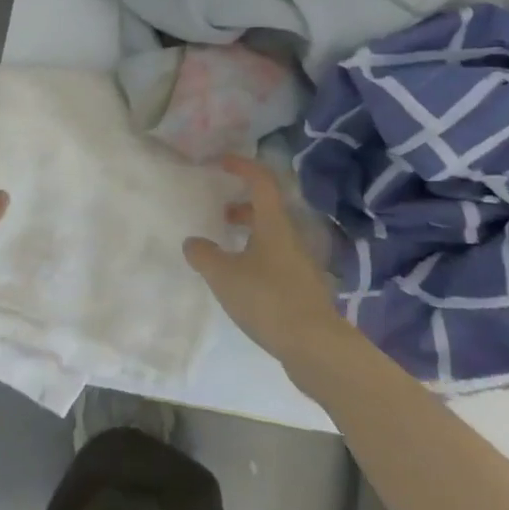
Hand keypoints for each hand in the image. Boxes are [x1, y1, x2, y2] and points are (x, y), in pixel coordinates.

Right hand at [184, 155, 346, 364]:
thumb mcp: (224, 275)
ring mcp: (301, 263)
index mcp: (274, 224)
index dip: (242, 166)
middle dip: (243, 205)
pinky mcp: (303, 288)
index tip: (221, 162)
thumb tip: (192, 242)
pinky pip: (276, 260)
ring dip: (250, 234)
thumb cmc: (268, 299)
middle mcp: (291, 237)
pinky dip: (257, 258)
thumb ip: (204, 255)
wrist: (316, 347)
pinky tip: (242, 281)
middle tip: (220, 212)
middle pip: (268, 209)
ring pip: (273, 236)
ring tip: (225, 249)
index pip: (261, 180)